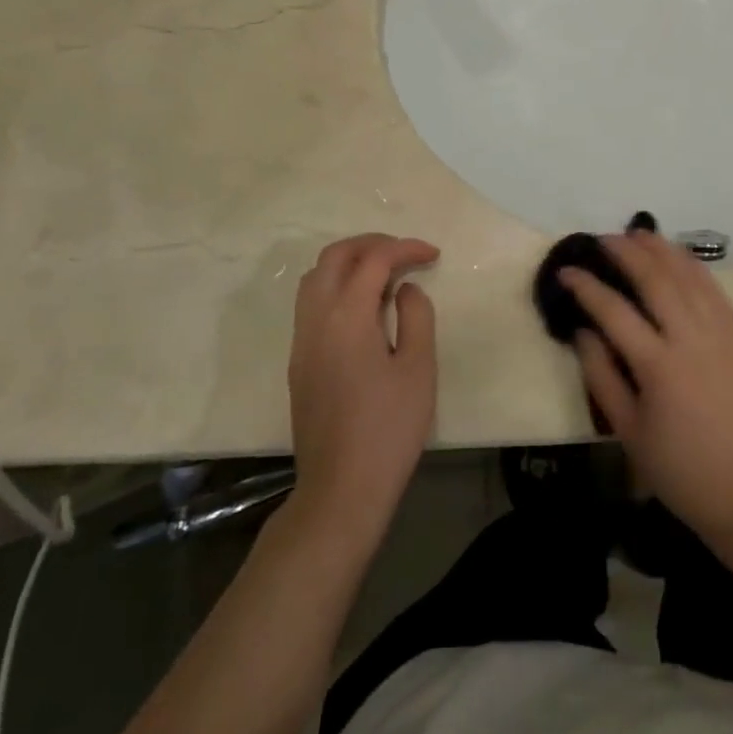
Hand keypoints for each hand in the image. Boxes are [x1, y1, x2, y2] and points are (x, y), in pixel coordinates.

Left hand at [289, 233, 439, 542]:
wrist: (341, 488)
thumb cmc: (388, 428)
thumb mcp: (419, 369)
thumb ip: (416, 316)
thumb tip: (404, 289)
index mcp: (347, 316)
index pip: (374, 260)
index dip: (405, 248)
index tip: (433, 255)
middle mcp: (316, 318)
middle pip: (335, 256)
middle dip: (372, 244)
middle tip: (406, 254)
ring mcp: (302, 340)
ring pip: (316, 277)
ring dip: (350, 263)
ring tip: (385, 275)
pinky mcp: (299, 361)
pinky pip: (311, 302)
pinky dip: (337, 286)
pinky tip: (364, 308)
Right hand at [560, 231, 732, 542]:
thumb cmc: (678, 470)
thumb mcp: (626, 430)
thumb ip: (601, 375)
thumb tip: (582, 330)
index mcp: (659, 367)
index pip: (613, 311)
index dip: (586, 286)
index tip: (566, 270)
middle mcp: (691, 339)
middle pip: (655, 279)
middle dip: (625, 252)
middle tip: (601, 238)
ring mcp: (720, 334)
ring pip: (688, 275)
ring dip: (661, 249)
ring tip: (637, 233)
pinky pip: (714, 289)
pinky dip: (693, 266)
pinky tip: (678, 256)